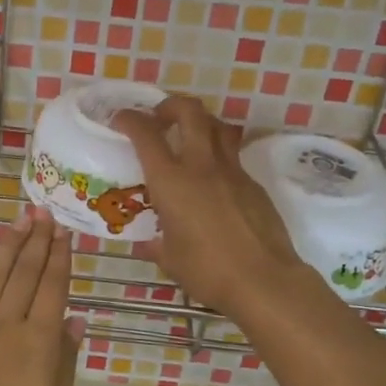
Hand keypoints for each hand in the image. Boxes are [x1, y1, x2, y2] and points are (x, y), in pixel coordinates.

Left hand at [0, 207, 83, 385]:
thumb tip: (75, 319)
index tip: (64, 231)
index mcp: (38, 343)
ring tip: (19, 219)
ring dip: (8, 244)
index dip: (60, 258)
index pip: (53, 288)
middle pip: (25, 273)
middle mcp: (7, 324)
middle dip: (37, 240)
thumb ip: (65, 362)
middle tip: (43, 211)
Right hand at [114, 96, 309, 314]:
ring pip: (217, 127)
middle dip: (170, 105)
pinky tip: (213, 181)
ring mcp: (232, 171)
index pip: (146, 134)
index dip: (130, 119)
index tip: (121, 119)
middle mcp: (201, 166)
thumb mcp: (171, 259)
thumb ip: (156, 245)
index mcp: (171, 181)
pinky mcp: (253, 184)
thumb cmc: (208, 271)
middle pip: (189, 112)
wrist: (264, 280)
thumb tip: (149, 244)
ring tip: (189, 138)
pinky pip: (233, 157)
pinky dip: (218, 157)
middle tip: (160, 118)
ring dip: (200, 122)